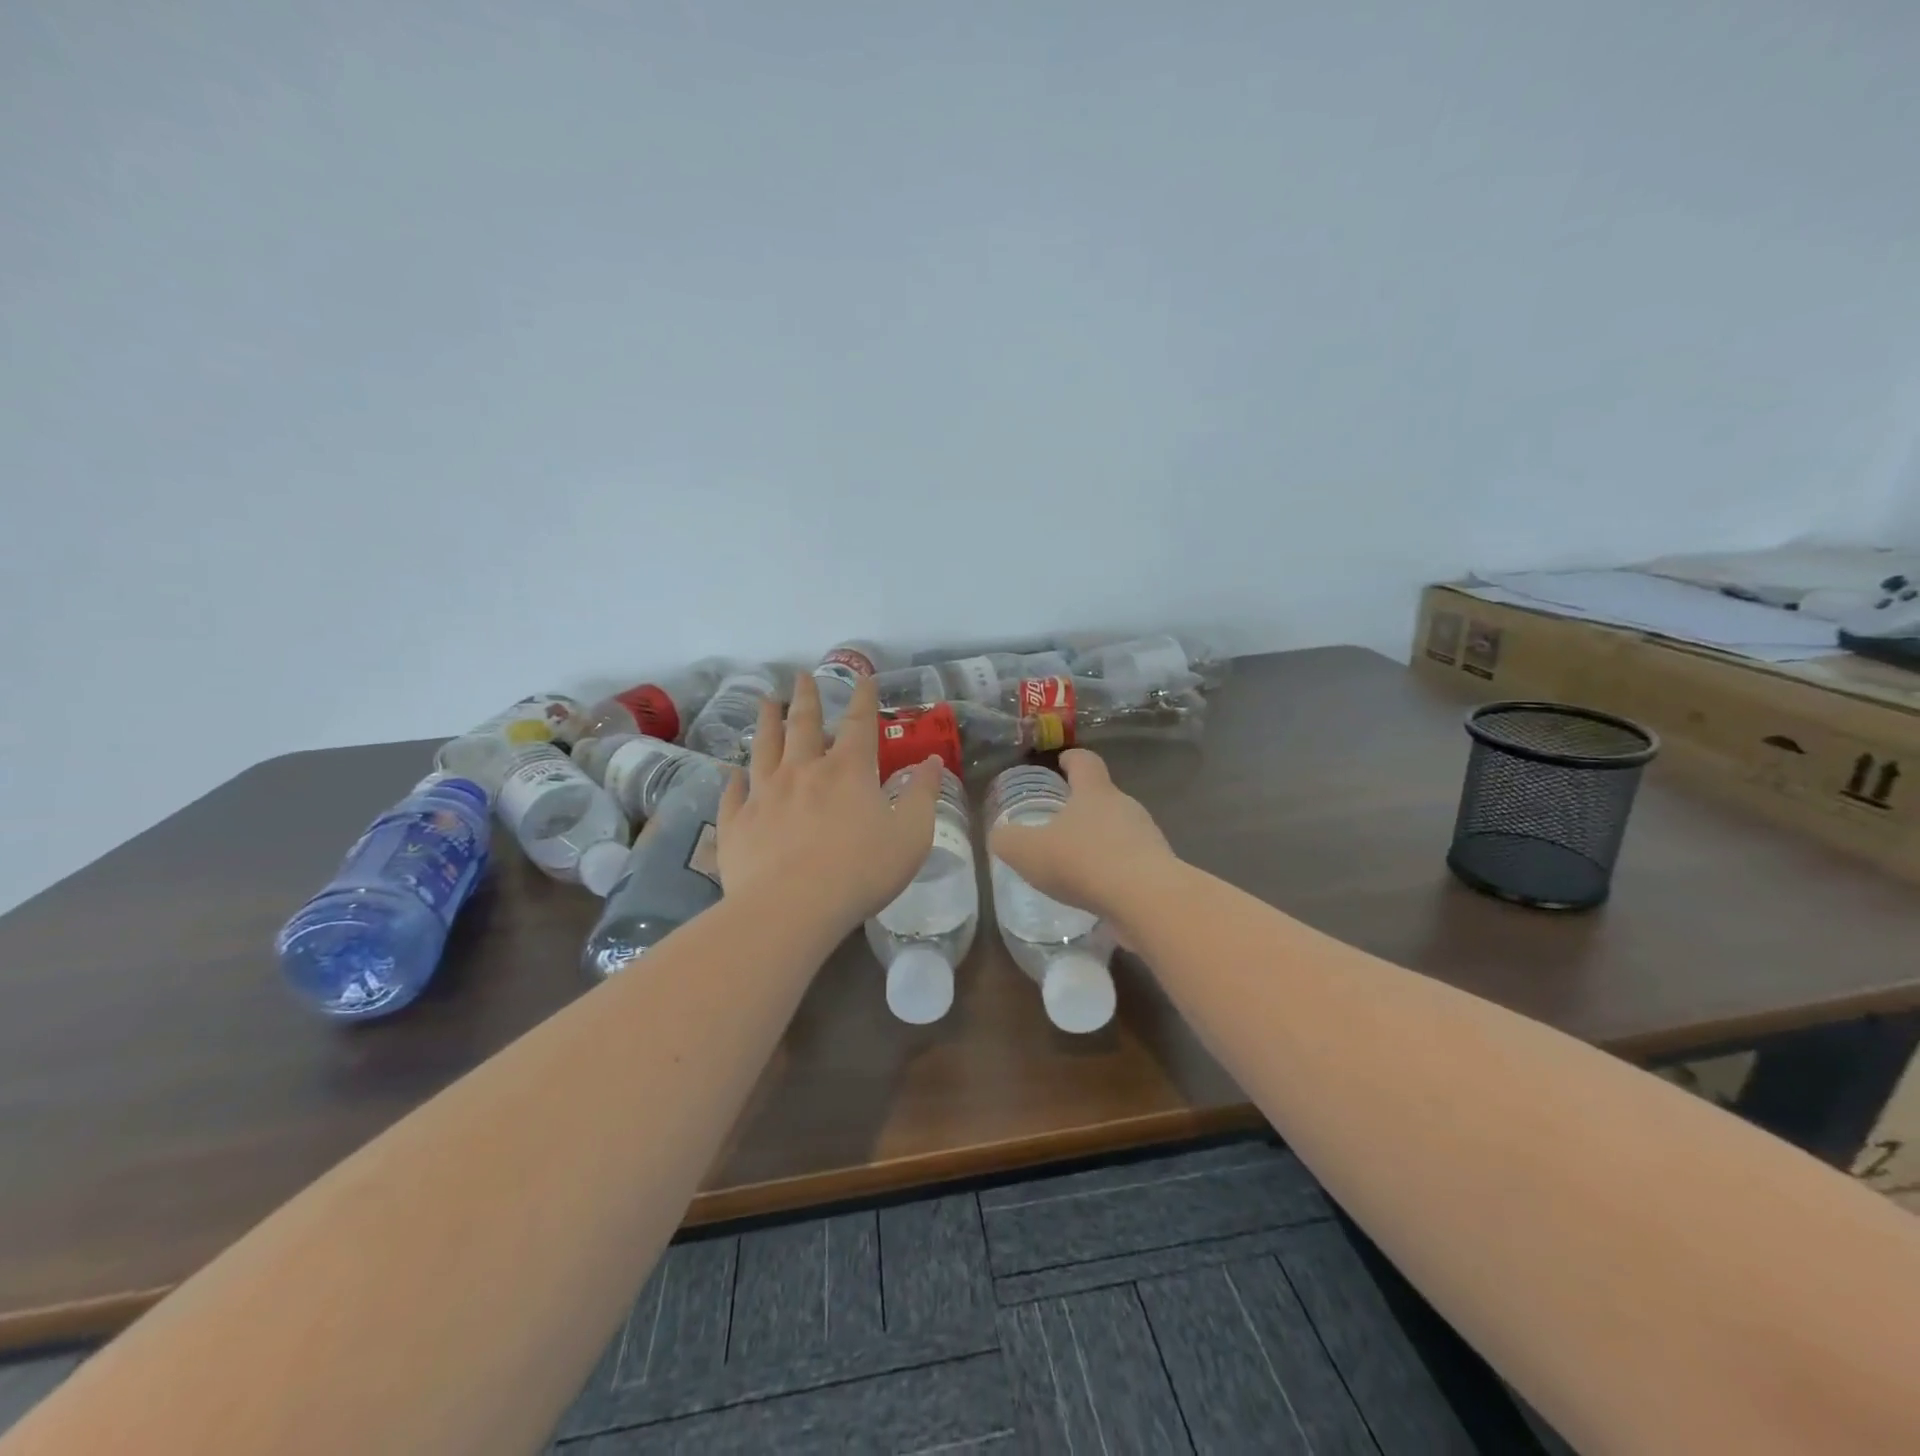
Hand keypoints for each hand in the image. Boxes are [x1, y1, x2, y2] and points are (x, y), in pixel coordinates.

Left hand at [717, 671, 945, 937]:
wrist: (791, 908)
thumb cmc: (861, 870)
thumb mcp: (911, 834)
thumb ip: (923, 795)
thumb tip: (933, 762)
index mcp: (847, 771)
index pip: (858, 723)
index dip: (862, 698)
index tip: (862, 677)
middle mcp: (802, 771)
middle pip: (802, 724)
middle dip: (805, 698)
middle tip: (801, 676)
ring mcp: (764, 794)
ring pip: (763, 748)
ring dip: (766, 722)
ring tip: (765, 702)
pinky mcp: (737, 823)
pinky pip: (734, 793)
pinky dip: (734, 779)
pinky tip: (733, 773)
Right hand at [987, 749, 1178, 926]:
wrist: (1147, 900)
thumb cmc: (1083, 861)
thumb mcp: (1028, 851)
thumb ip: (1008, 840)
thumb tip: (1001, 836)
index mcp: (1095, 792)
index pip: (1085, 762)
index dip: (1072, 759)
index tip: (1063, 760)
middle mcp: (1125, 807)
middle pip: (1104, 797)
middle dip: (1084, 807)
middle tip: (1061, 823)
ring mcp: (1148, 838)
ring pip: (1120, 831)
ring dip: (1101, 842)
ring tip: (1077, 864)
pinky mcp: (1160, 870)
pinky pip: (1132, 864)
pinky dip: (1115, 873)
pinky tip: (1099, 893)